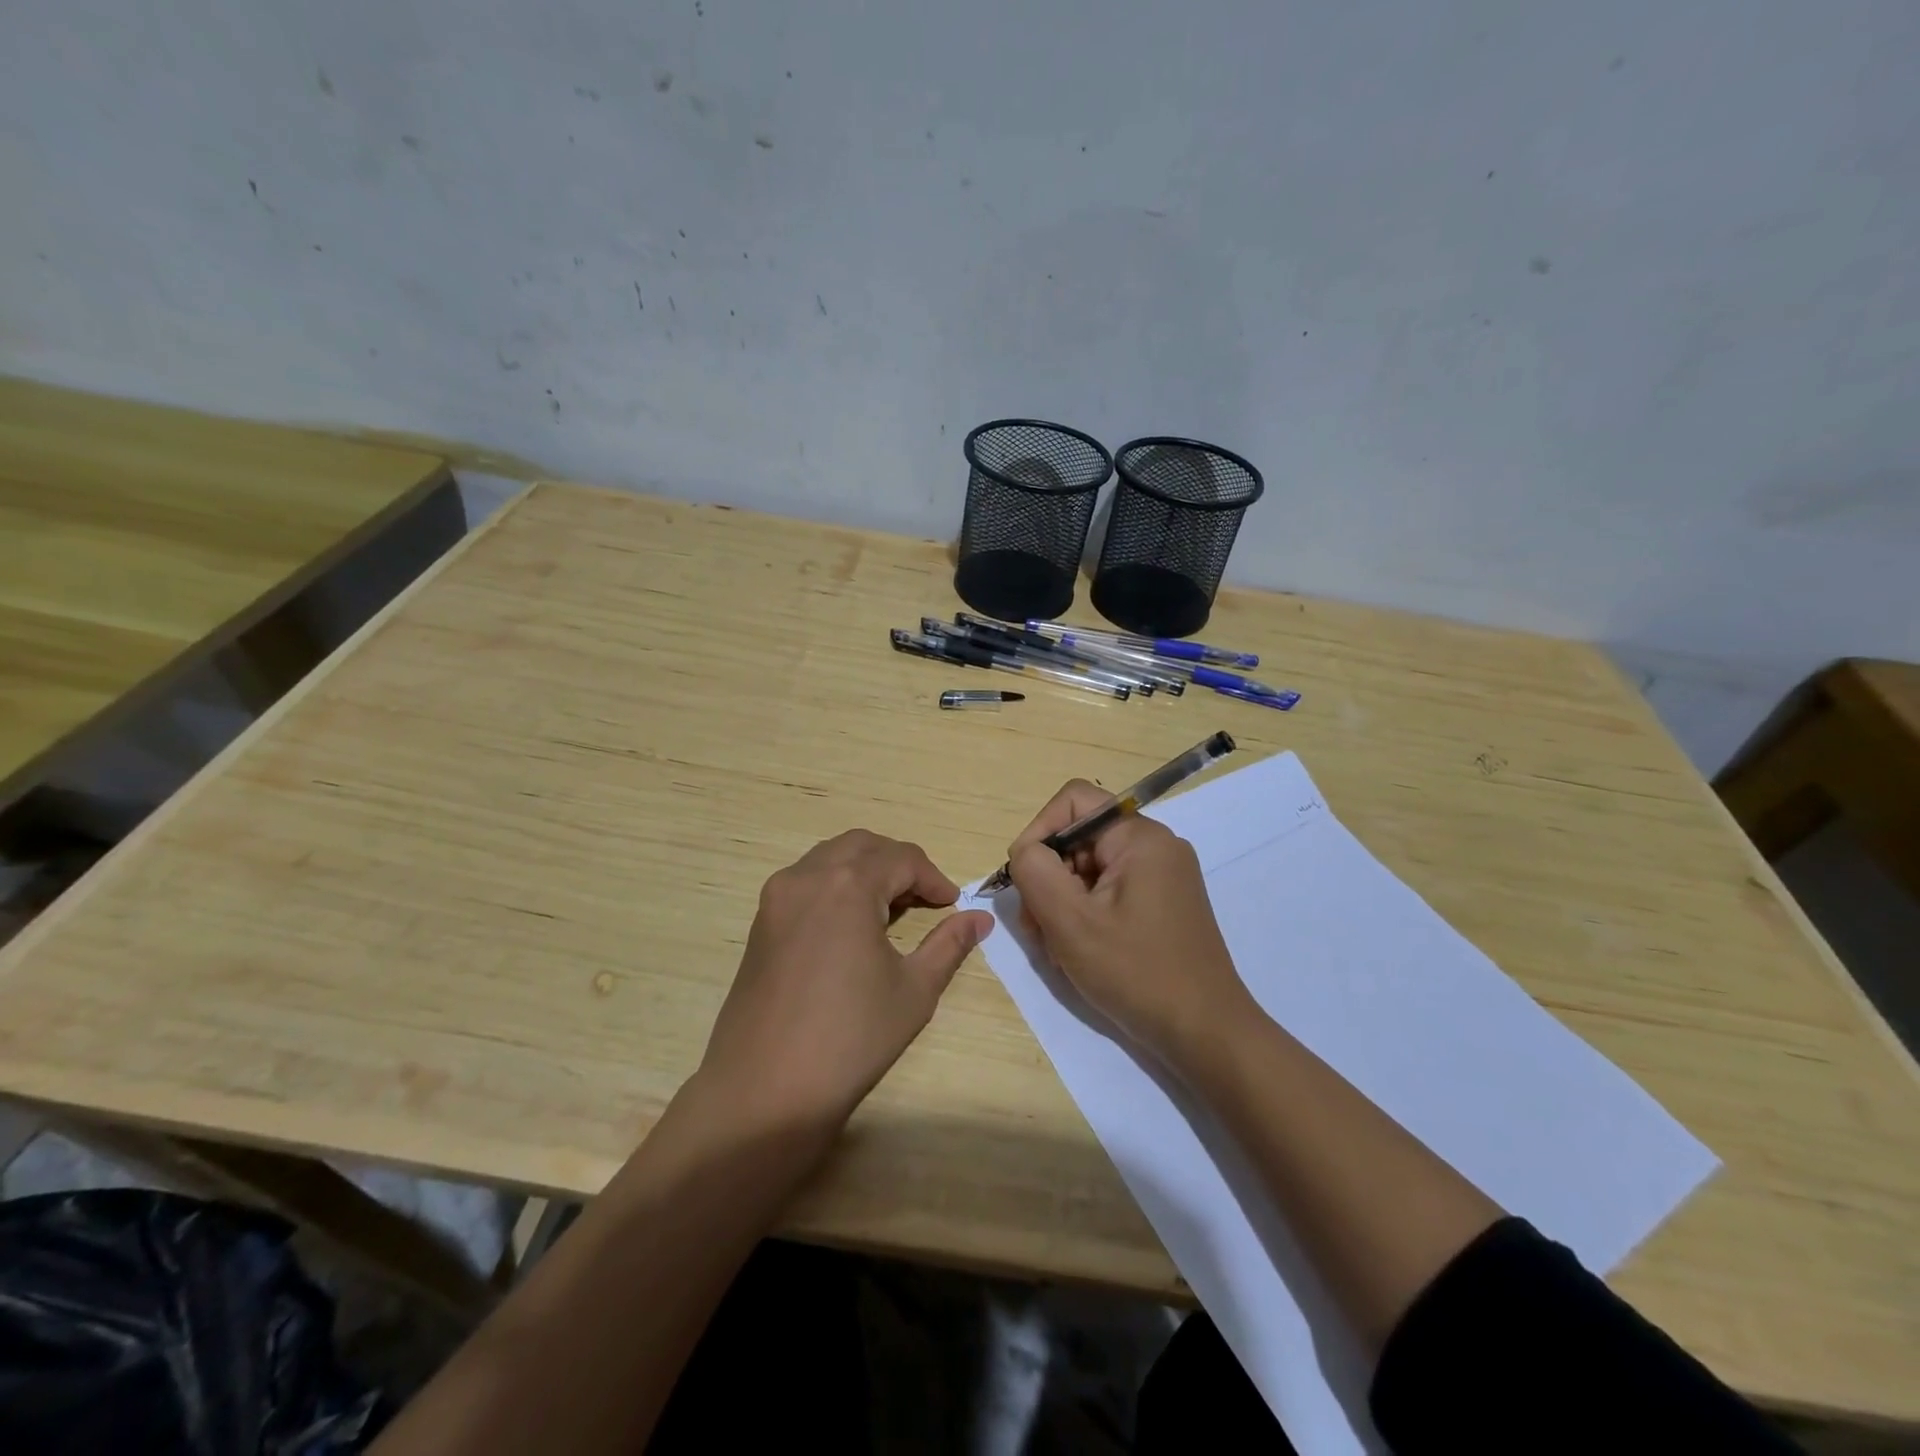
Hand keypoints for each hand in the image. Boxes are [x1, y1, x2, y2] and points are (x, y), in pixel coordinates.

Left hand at [696, 830, 993, 1133]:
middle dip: (899, 864)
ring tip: (891, 909)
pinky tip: (851, 925)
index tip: (953, 904)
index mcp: (847, 885)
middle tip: (925, 899)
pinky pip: (805, 881)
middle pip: (863, 846)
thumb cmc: (850, 1038)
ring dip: (866, 870)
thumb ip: (950, 944)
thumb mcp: (914, 990)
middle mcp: (807, 876)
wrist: (765, 1090)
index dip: (934, 878)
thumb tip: (980, 919)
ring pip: (830, 858)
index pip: (902, 859)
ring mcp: (777, 897)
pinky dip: (836, 885)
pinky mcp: (761, 922)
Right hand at [1008, 780, 1254, 1070]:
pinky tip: (1078, 952)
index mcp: (1140, 838)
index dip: (1038, 832)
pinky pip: (1109, 892)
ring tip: (1057, 948)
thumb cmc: (1136, 973)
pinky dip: (1085, 915)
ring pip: (1089, 868)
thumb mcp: (1071, 922)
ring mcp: (1162, 876)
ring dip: (1062, 902)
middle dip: (1049, 877)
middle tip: (1037, 927)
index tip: (1025, 881)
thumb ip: (1035, 872)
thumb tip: (1025, 852)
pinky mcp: (1162, 904)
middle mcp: (1155, 846)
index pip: (1073, 802)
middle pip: (1079, 838)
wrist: (1206, 1034)